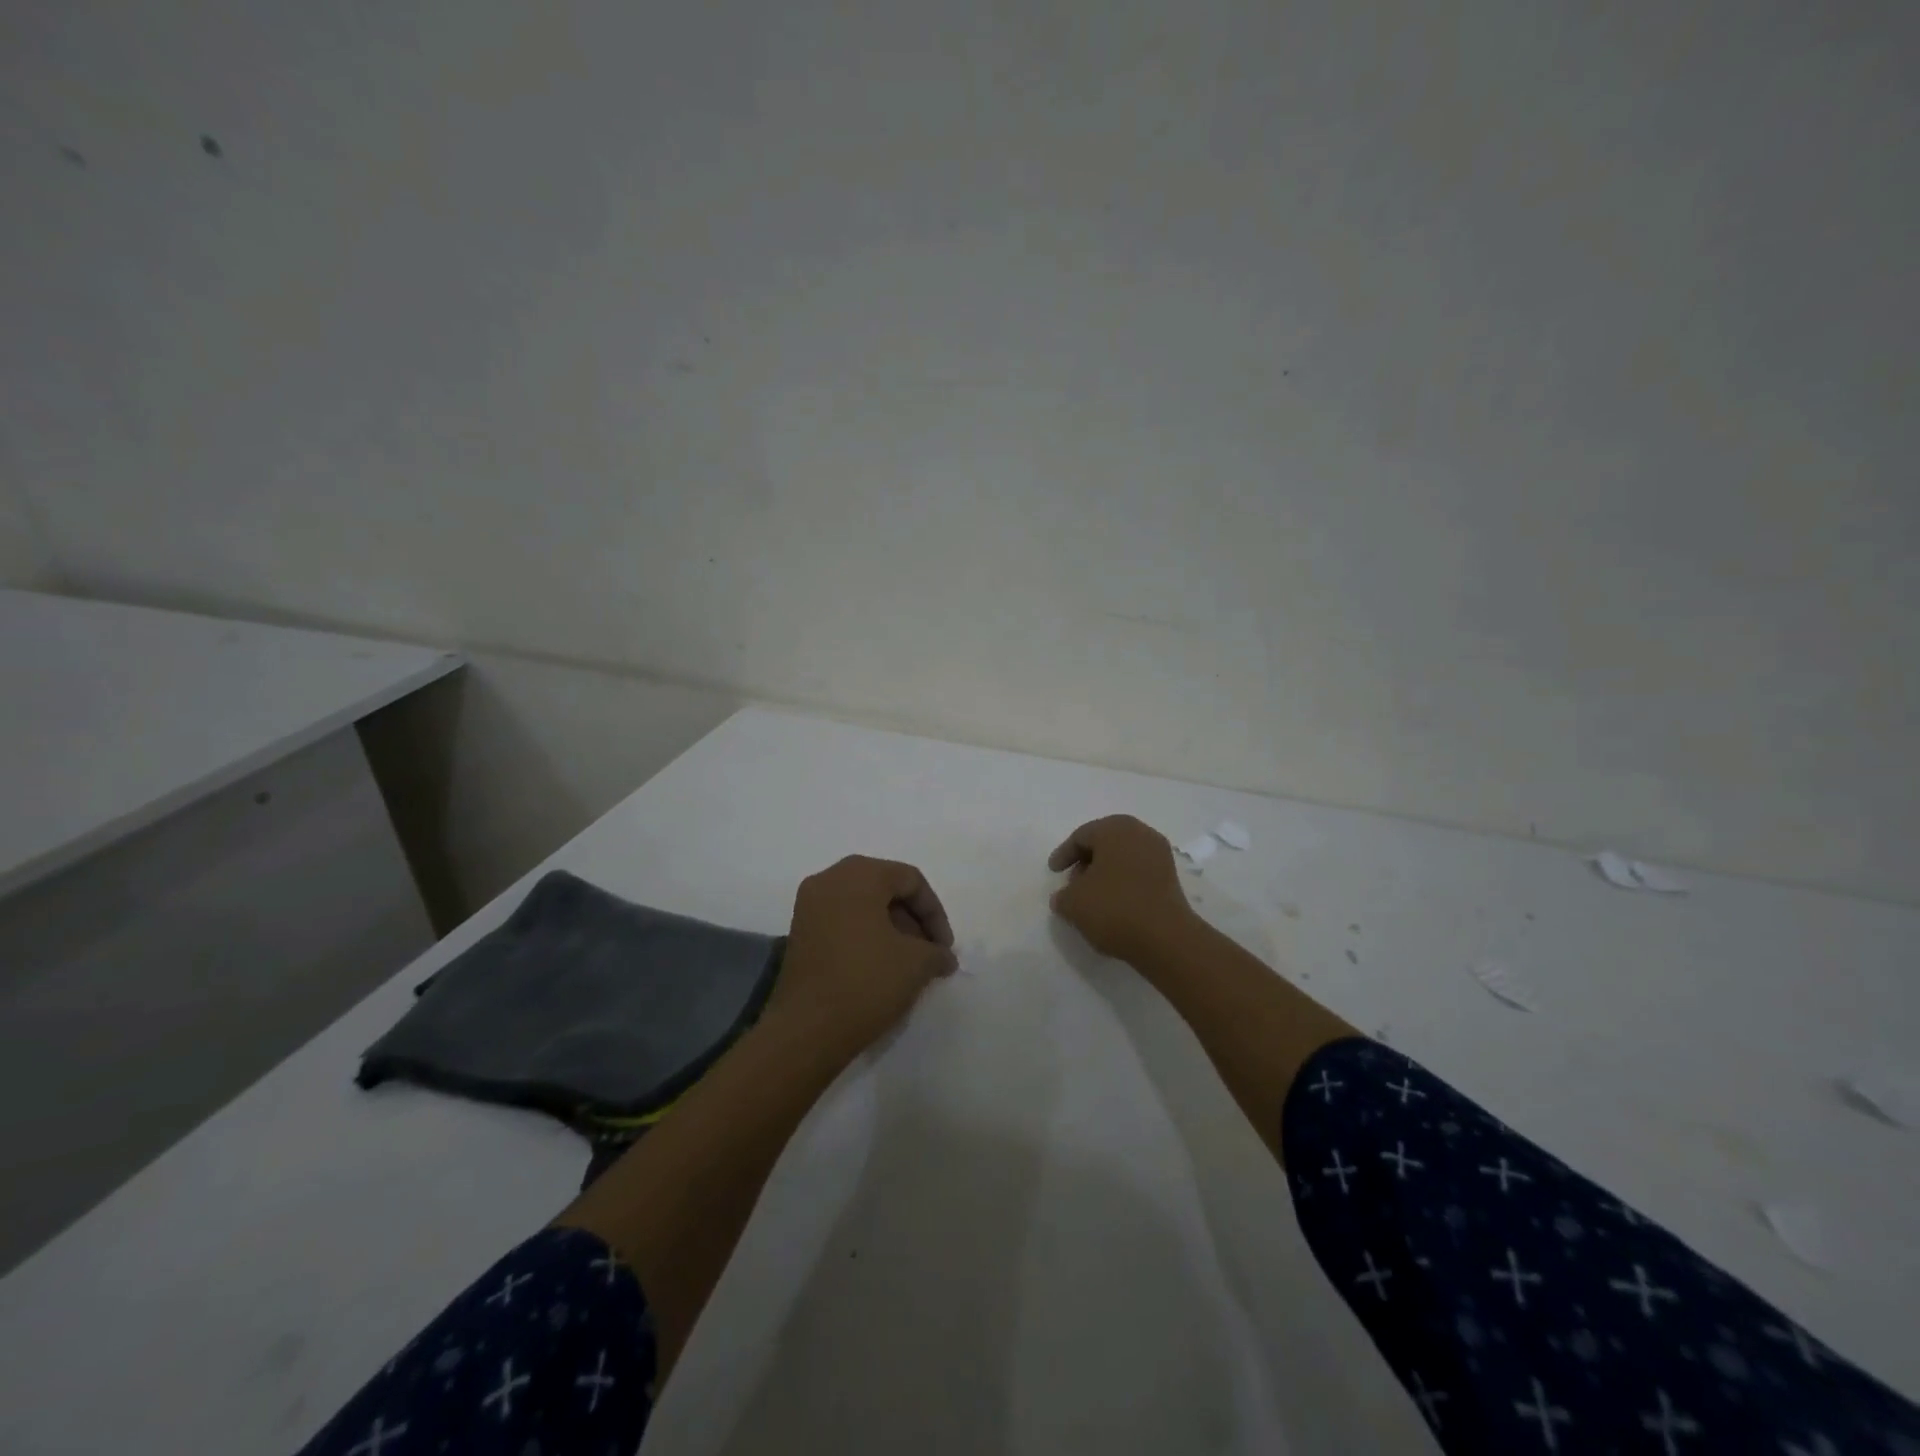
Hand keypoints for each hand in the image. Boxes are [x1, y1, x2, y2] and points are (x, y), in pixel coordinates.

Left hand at [765, 855, 957, 1062]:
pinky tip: (881, 967)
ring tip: (909, 963)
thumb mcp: (917, 964)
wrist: (807, 1030)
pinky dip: (866, 936)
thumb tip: (942, 957)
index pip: (910, 880)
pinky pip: (843, 921)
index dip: (935, 913)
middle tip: (929, 952)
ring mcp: (809, 906)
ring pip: (863, 905)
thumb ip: (937, 952)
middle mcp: (829, 879)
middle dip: (913, 919)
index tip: (945, 948)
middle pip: (885, 887)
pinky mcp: (800, 932)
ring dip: (891, 928)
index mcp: (858, 874)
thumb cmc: (866, 982)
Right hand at [1048, 815, 1199, 964]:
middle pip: (1105, 843)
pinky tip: (1113, 905)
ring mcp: (1160, 855)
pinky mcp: (1171, 878)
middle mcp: (1141, 834)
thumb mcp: (1073, 903)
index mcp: (1115, 829)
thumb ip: (1062, 895)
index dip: (1064, 854)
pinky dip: (1123, 883)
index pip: (1081, 836)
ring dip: (1105, 873)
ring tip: (1091, 897)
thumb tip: (1065, 897)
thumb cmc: (1114, 908)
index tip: (1053, 872)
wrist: (1165, 938)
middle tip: (1072, 882)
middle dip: (1086, 862)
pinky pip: (1138, 873)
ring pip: (1123, 858)